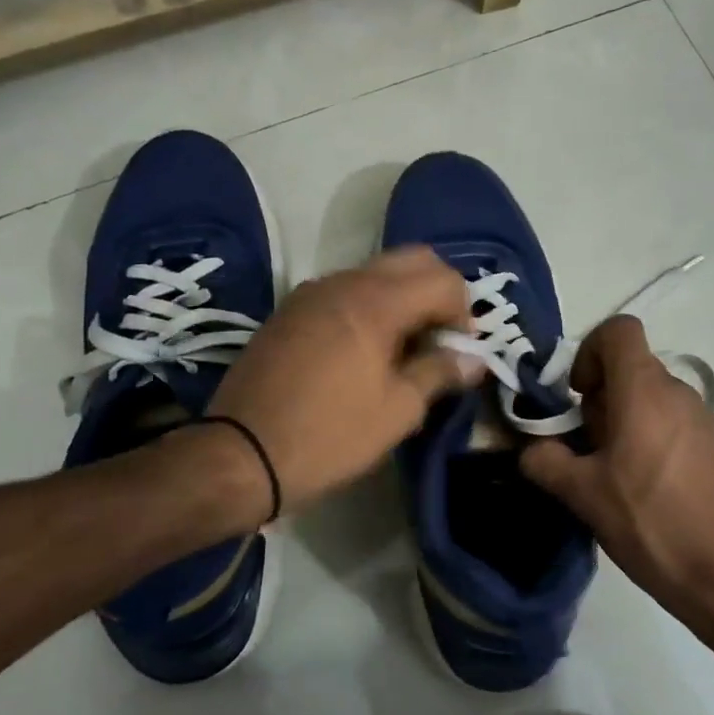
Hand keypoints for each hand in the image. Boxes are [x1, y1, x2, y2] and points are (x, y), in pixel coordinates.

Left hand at [205, 247, 482, 513]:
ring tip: (404, 349)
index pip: (443, 280)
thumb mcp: (398, 411)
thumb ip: (440, 373)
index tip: (460, 353)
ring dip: (403, 298)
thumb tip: (473, 359)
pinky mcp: (290, 310)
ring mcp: (312, 292)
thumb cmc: (330, 436)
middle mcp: (344, 282)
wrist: (240, 454)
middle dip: (438, 292)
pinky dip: (370, 306)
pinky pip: (345, 290)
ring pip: (376, 272)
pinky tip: (365, 350)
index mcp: (376, 302)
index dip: (464, 313)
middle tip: (439, 340)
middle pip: (412, 260)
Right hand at [520, 315, 713, 635]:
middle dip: (596, 397)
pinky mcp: (711, 445)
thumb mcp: (582, 494)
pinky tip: (637, 486)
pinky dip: (643, 436)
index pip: (618, 330)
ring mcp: (700, 418)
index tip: (576, 396)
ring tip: (608, 472)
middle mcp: (677, 392)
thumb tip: (532, 450)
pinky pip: (667, 420)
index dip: (588, 352)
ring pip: (646, 396)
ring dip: (618, 420)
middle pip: (628, 367)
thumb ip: (545, 461)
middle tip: (584, 446)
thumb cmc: (649, 522)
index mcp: (644, 391)